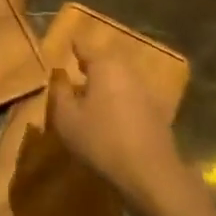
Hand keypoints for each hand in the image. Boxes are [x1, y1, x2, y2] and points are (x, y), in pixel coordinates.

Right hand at [47, 40, 182, 208]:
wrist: (150, 173)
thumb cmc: (101, 140)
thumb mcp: (67, 118)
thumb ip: (60, 93)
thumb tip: (59, 75)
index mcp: (105, 66)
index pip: (86, 47)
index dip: (75, 45)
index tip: (68, 43)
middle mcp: (128, 71)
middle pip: (107, 62)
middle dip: (93, 64)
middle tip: (77, 69)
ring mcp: (146, 91)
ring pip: (121, 80)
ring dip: (107, 84)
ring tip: (92, 95)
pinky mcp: (157, 112)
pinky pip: (131, 98)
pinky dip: (120, 101)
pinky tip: (112, 116)